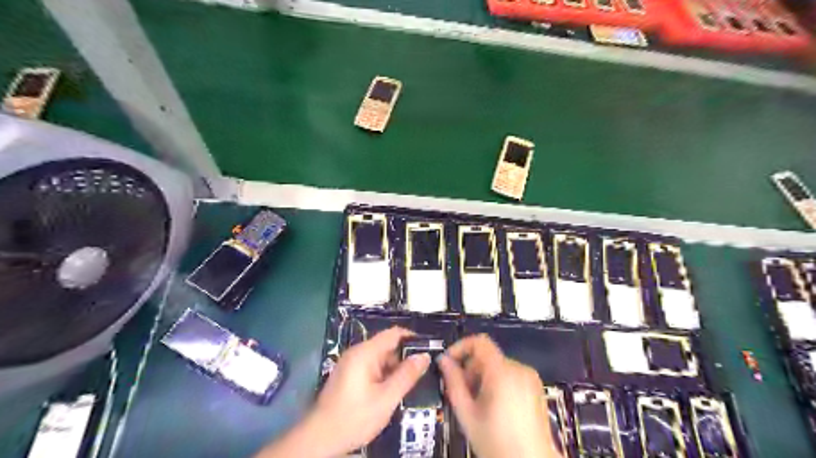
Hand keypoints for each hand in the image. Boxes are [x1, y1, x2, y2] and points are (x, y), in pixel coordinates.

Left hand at [301, 327, 427, 456]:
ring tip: (412, 382)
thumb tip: (425, 356)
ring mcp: (351, 364)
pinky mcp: (349, 375)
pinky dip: (384, 375)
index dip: (412, 338)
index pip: (393, 333)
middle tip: (423, 372)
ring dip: (395, 368)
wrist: (319, 439)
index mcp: (365, 353)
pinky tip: (393, 390)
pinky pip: (372, 367)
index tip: (429, 349)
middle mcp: (357, 353)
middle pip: (387, 346)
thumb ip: (406, 375)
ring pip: (380, 358)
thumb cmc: (354, 417)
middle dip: (405, 357)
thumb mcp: (386, 398)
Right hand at [437, 333, 557, 456]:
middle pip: (487, 356)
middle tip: (462, 392)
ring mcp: (530, 378)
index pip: (479, 342)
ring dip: (482, 377)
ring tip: (478, 404)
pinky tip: (494, 407)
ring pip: (498, 365)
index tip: (449, 363)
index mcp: (502, 372)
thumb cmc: (497, 442)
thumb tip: (443, 361)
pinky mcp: (535, 388)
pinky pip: (510, 374)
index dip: (460, 347)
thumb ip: (453, 383)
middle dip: (470, 369)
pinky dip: (497, 382)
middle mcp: (519, 369)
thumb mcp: (467, 414)